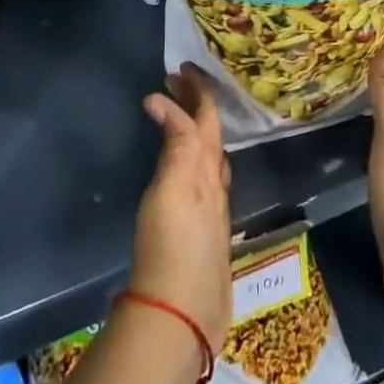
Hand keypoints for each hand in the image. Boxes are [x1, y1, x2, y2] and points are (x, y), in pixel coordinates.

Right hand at [128, 63, 233, 345]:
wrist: (179, 311)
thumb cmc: (170, 246)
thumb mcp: (170, 190)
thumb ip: (176, 148)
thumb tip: (168, 107)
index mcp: (207, 169)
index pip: (206, 118)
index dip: (194, 90)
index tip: (174, 72)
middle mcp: (216, 183)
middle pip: (212, 132)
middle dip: (198, 102)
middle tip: (175, 81)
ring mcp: (213, 208)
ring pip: (211, 154)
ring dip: (198, 127)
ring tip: (180, 115)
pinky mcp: (205, 230)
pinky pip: (205, 176)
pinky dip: (194, 154)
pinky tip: (186, 167)